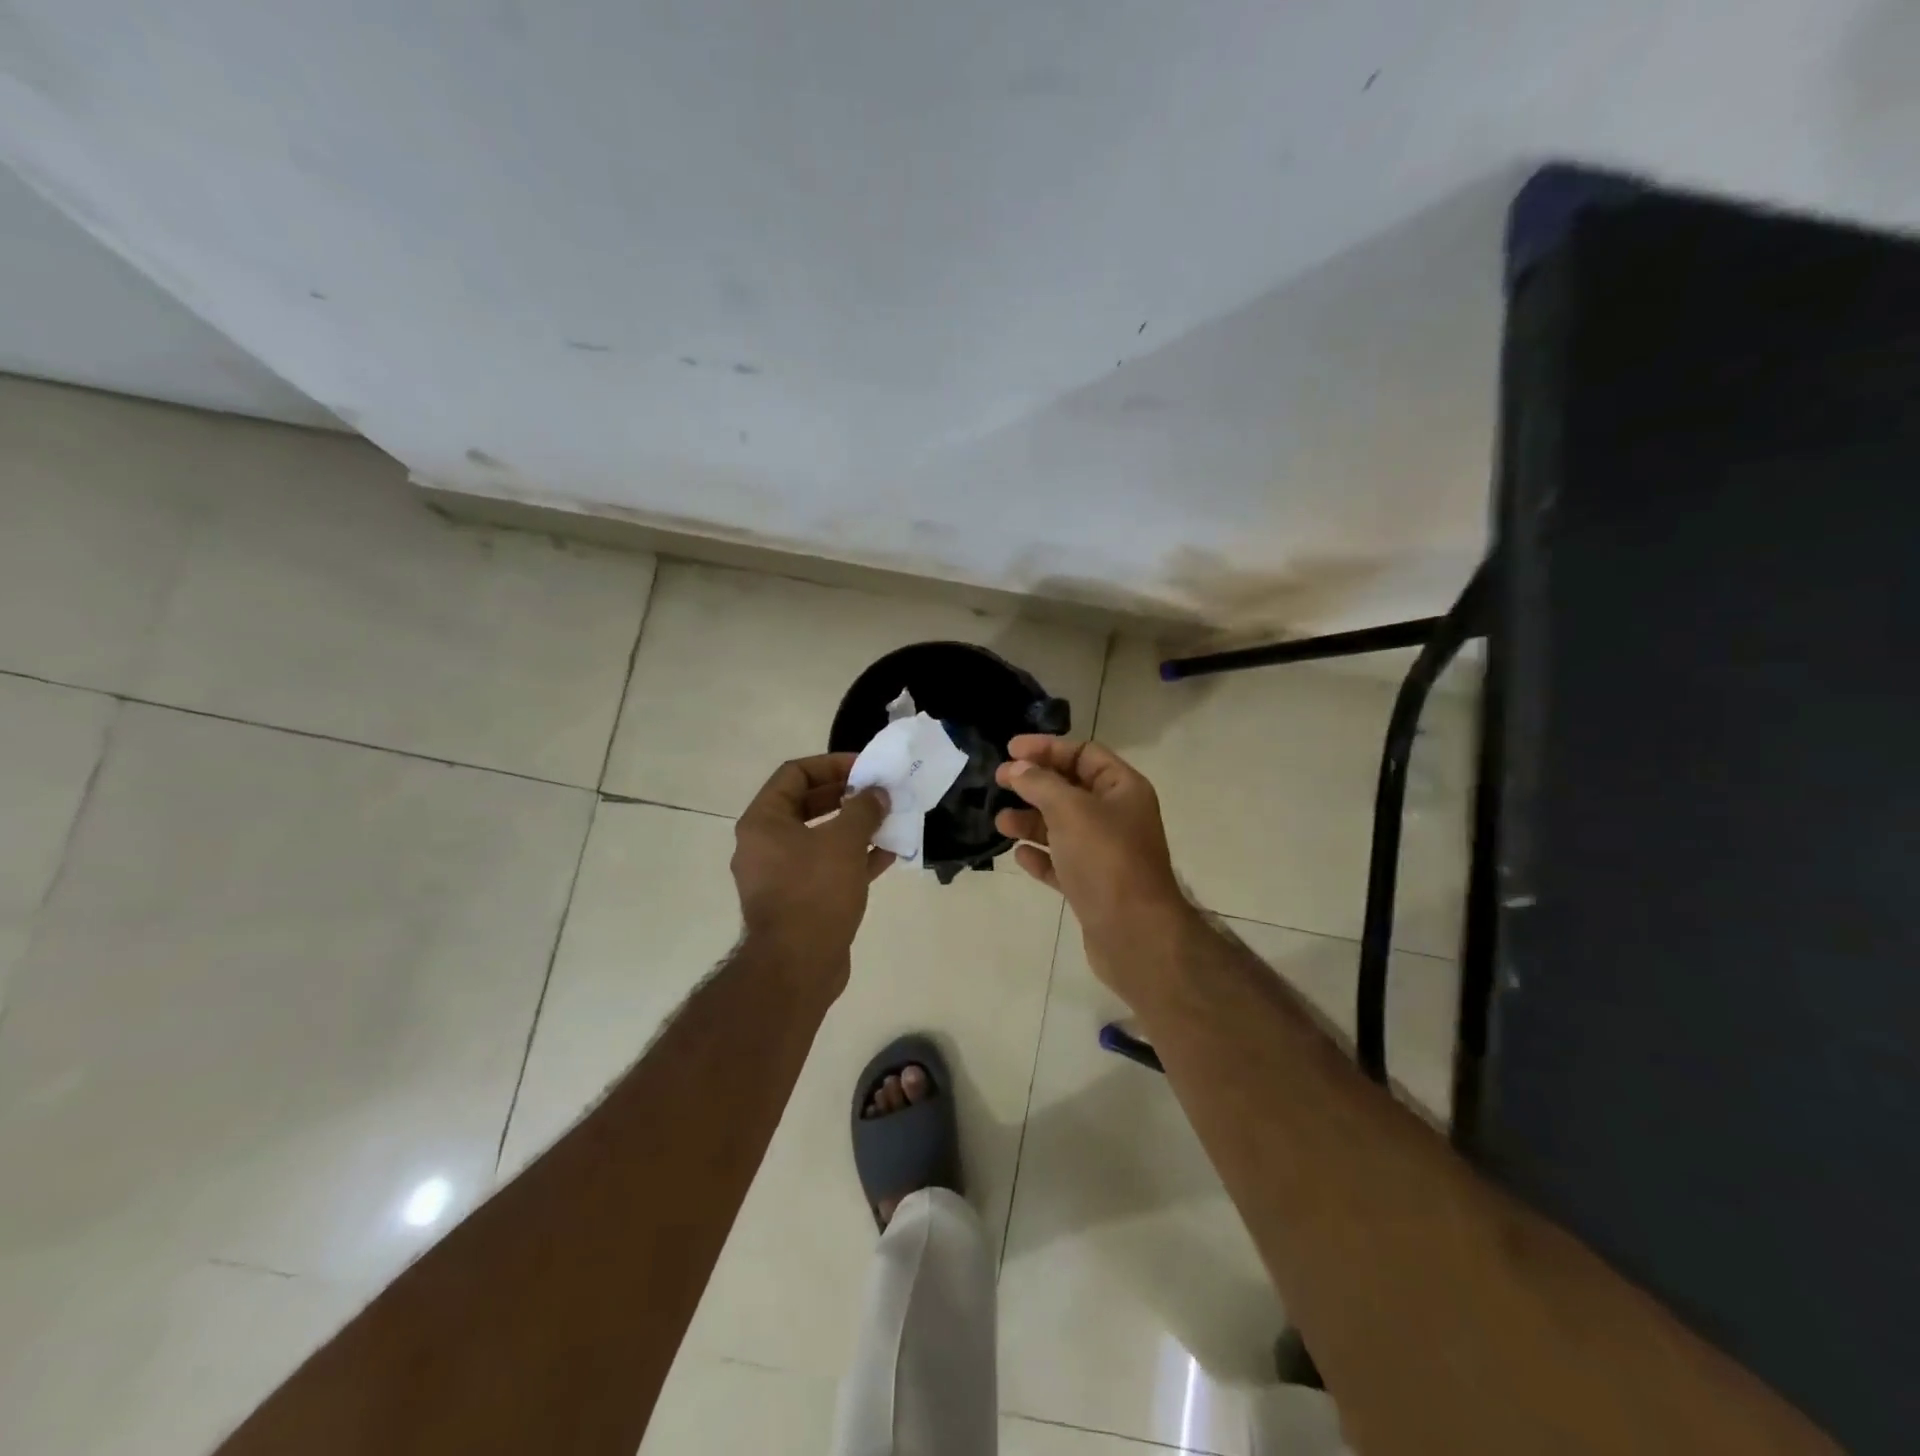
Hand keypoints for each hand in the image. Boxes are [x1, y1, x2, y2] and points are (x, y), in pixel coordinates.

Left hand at [733, 754, 892, 974]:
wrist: (797, 966)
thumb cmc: (815, 892)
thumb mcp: (844, 841)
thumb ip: (863, 809)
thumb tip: (877, 793)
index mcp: (764, 822)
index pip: (795, 774)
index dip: (832, 764)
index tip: (865, 768)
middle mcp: (764, 844)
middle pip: (807, 804)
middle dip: (846, 796)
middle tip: (879, 793)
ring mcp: (779, 875)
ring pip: (819, 838)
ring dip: (853, 828)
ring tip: (888, 821)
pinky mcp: (797, 901)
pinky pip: (826, 868)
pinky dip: (853, 858)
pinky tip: (887, 856)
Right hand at [993, 736, 1193, 971]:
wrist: (1134, 934)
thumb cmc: (1105, 860)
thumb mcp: (1070, 810)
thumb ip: (1040, 783)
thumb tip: (1017, 768)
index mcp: (1123, 789)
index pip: (1084, 753)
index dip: (1047, 748)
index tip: (1010, 750)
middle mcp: (1117, 817)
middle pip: (1070, 789)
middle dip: (1034, 784)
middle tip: (999, 782)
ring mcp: (1106, 854)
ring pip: (1062, 827)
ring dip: (1031, 821)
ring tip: (1001, 823)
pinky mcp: (1093, 886)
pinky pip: (1062, 863)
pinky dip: (1041, 856)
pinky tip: (1020, 856)